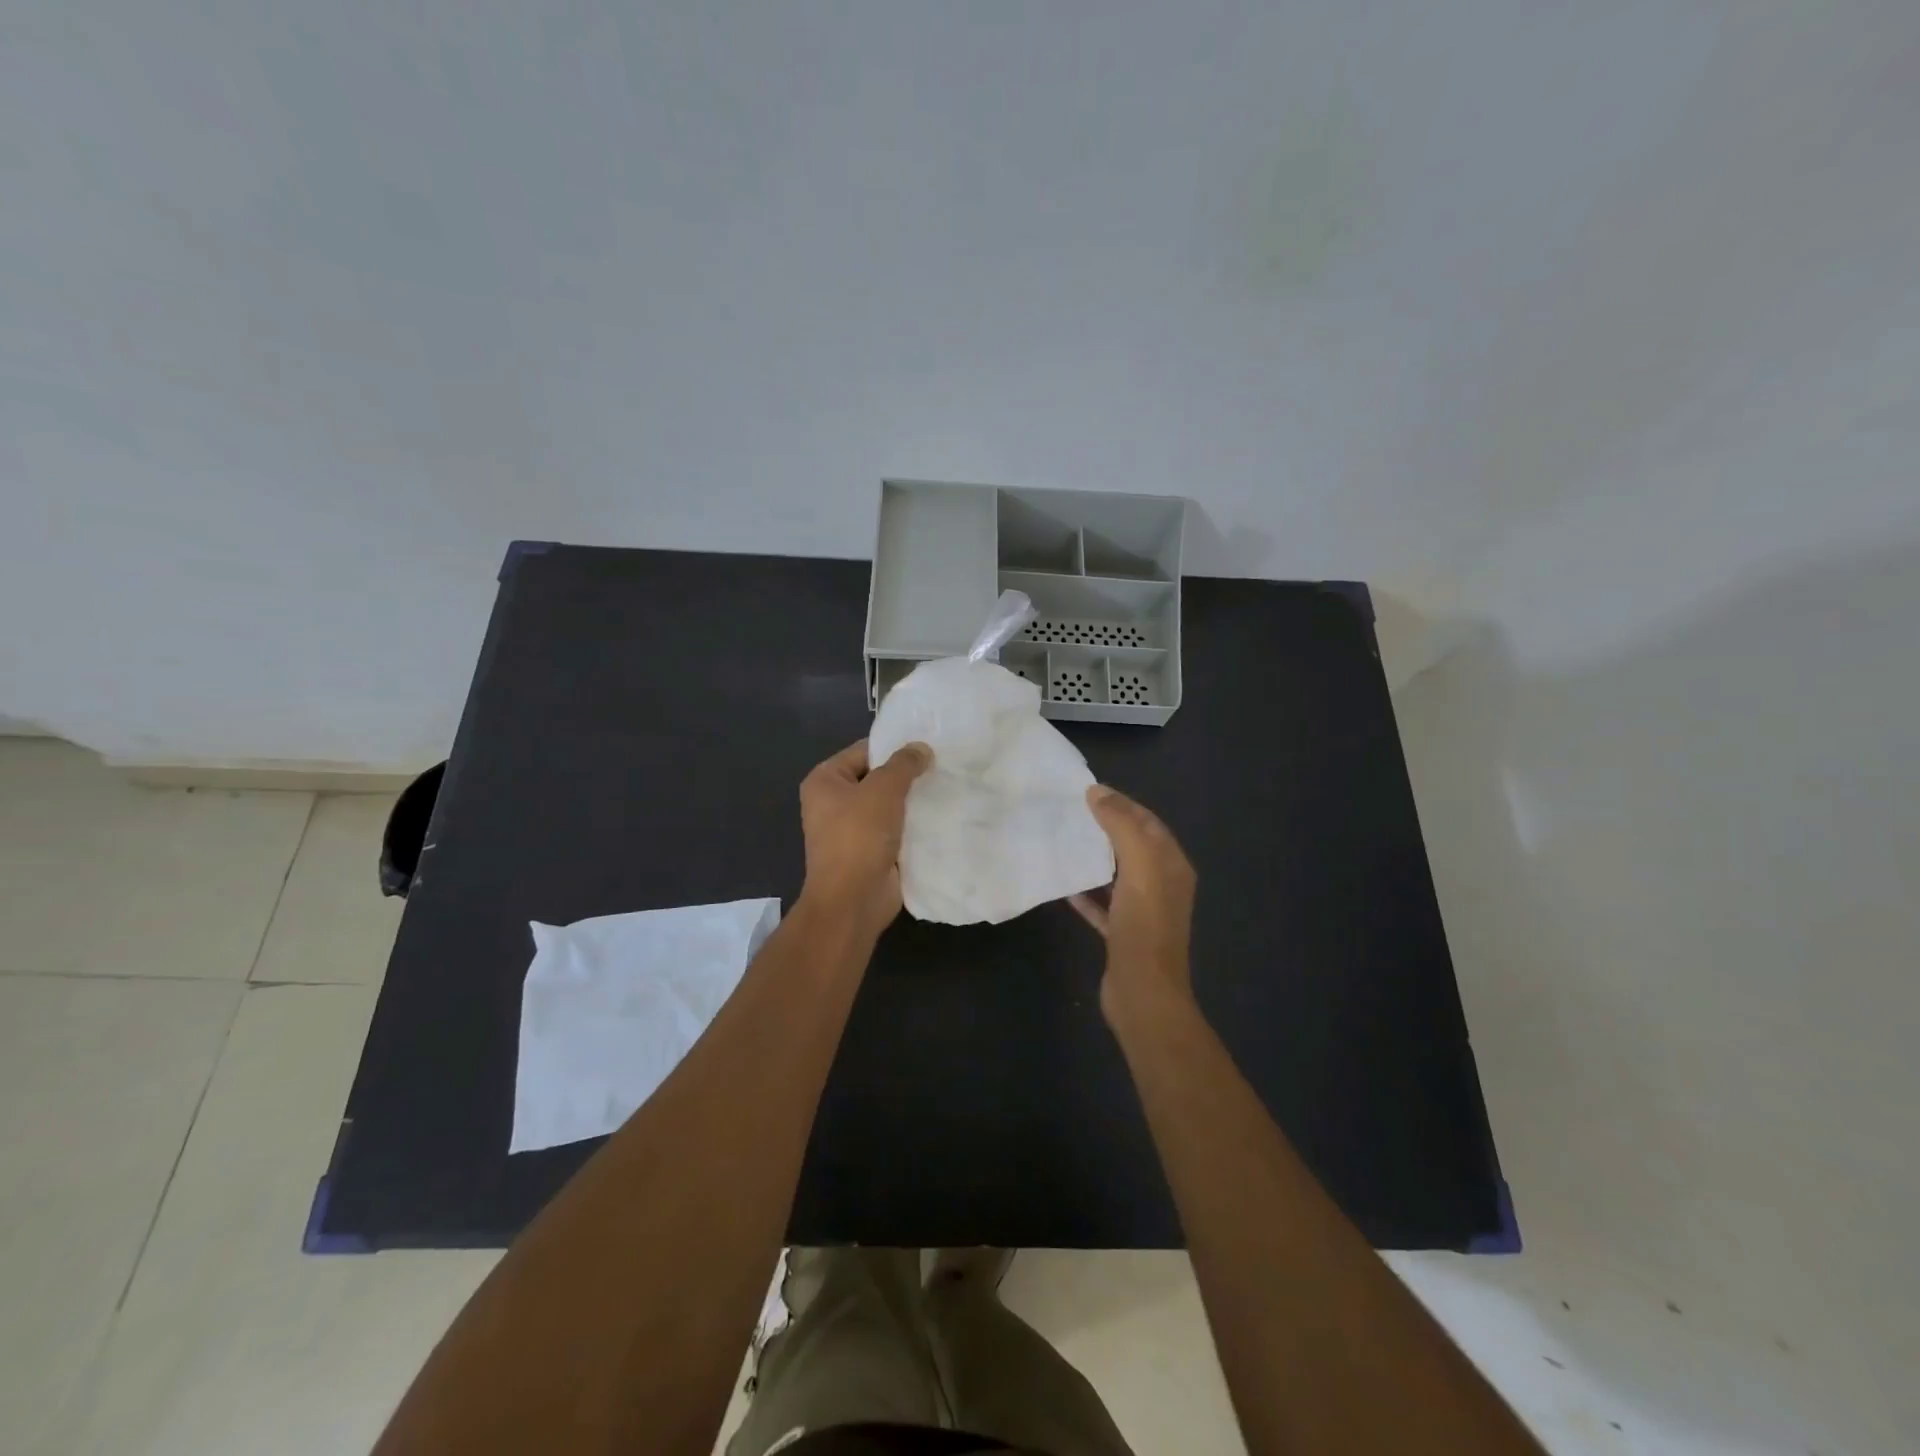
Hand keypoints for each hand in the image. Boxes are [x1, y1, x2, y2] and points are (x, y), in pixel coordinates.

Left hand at [796, 738, 932, 939]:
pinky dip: (913, 825)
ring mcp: (851, 830)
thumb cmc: (859, 835)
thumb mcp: (884, 789)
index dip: (894, 747)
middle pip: (876, 778)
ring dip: (912, 802)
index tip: (928, 746)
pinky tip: (941, 816)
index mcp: (825, 780)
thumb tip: (921, 748)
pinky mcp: (869, 851)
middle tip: (942, 765)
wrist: (853, 899)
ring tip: (946, 788)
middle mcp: (833, 802)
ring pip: (888, 805)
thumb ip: (904, 764)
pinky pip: (895, 829)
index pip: (864, 751)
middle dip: (906, 776)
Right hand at [1070, 785, 1196, 1017]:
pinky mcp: (1123, 935)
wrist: (1143, 992)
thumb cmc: (1145, 924)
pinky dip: (1087, 894)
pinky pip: (1103, 905)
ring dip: (1095, 859)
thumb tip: (1097, 792)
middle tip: (1072, 814)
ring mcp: (1143, 912)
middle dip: (1106, 828)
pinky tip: (1065, 888)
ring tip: (1065, 843)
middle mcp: (1163, 885)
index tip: (1088, 791)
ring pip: (1117, 875)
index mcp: (1172, 866)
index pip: (1148, 822)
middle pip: (1133, 847)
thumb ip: (1121, 825)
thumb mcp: (1139, 866)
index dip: (1122, 803)